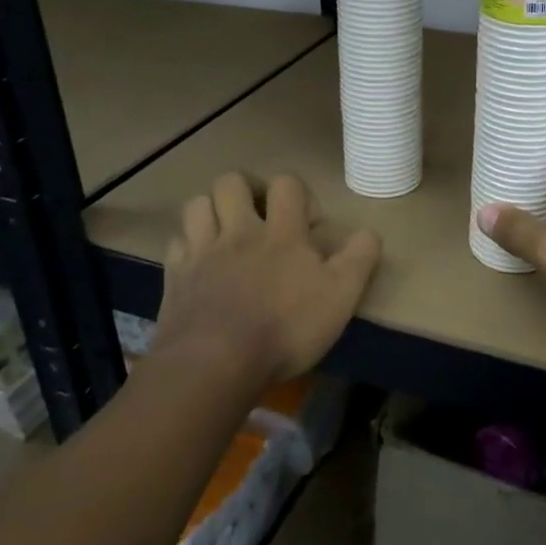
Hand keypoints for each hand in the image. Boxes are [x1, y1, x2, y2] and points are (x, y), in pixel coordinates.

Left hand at [157, 172, 380, 384]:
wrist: (216, 363)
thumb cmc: (286, 328)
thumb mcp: (340, 297)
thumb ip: (359, 259)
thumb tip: (370, 232)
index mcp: (281, 233)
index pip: (287, 184)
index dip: (299, 194)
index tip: (308, 224)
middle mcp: (239, 231)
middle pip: (231, 181)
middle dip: (247, 190)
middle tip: (260, 217)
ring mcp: (202, 252)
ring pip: (197, 204)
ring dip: (212, 211)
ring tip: (226, 233)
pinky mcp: (175, 277)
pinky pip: (176, 244)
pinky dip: (188, 246)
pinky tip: (199, 263)